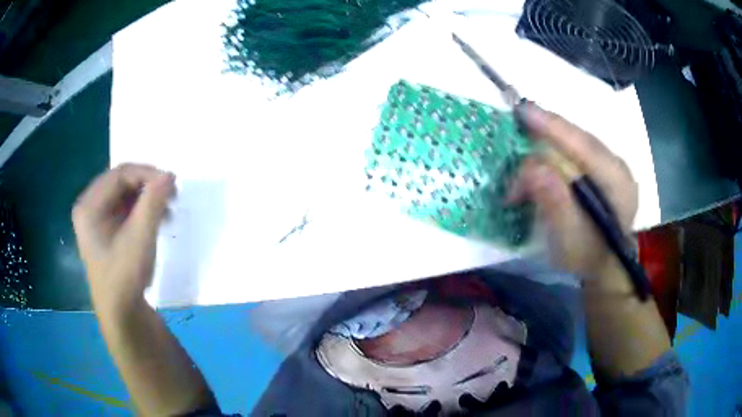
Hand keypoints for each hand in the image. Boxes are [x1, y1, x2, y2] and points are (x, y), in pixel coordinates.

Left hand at [72, 164, 175, 311]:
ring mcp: (96, 220)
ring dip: (146, 199)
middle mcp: (89, 207)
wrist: (121, 315)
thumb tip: (169, 175)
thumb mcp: (140, 236)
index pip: (120, 174)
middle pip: (121, 182)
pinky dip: (141, 211)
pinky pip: (123, 209)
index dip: (147, 174)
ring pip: (124, 195)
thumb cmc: (125, 276)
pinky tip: (155, 220)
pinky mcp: (105, 231)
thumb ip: (153, 201)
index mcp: (89, 205)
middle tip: (170, 196)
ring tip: (166, 211)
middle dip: (147, 187)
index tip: (172, 184)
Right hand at [511, 102, 637, 279]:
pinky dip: (558, 149)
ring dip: (548, 144)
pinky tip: (544, 155)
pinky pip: (579, 148)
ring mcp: (614, 165)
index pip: (583, 145)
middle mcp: (618, 166)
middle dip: (545, 135)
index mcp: (617, 183)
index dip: (552, 127)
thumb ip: (555, 203)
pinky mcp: (605, 168)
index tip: (523, 112)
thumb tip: (533, 169)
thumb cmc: (587, 258)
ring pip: (577, 141)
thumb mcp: (568, 240)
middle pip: (579, 138)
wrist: (606, 267)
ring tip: (526, 153)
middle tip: (517, 131)